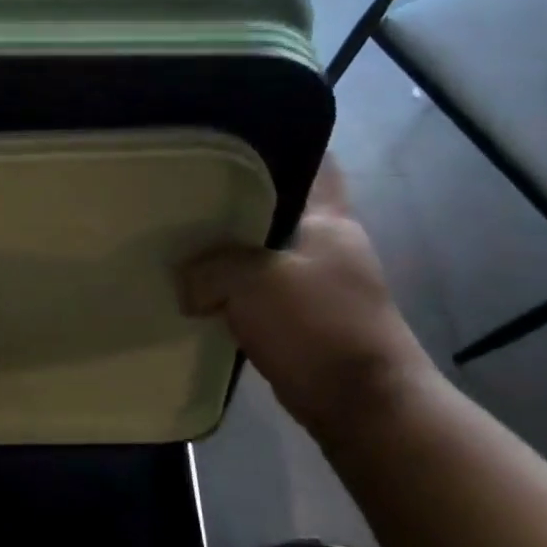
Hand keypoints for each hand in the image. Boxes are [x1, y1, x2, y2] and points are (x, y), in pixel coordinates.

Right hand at [179, 157, 431, 442]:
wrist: (363, 407)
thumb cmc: (318, 326)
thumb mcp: (252, 283)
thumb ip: (209, 269)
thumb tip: (184, 283)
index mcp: (329, 218)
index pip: (313, 160)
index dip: (278, 144)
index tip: (230, 139)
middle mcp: (327, 243)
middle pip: (277, 206)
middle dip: (235, 202)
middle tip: (187, 193)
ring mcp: (318, 283)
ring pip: (264, 251)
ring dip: (231, 251)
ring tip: (183, 240)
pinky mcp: (305, 319)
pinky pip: (260, 292)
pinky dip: (233, 291)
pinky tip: (199, 291)